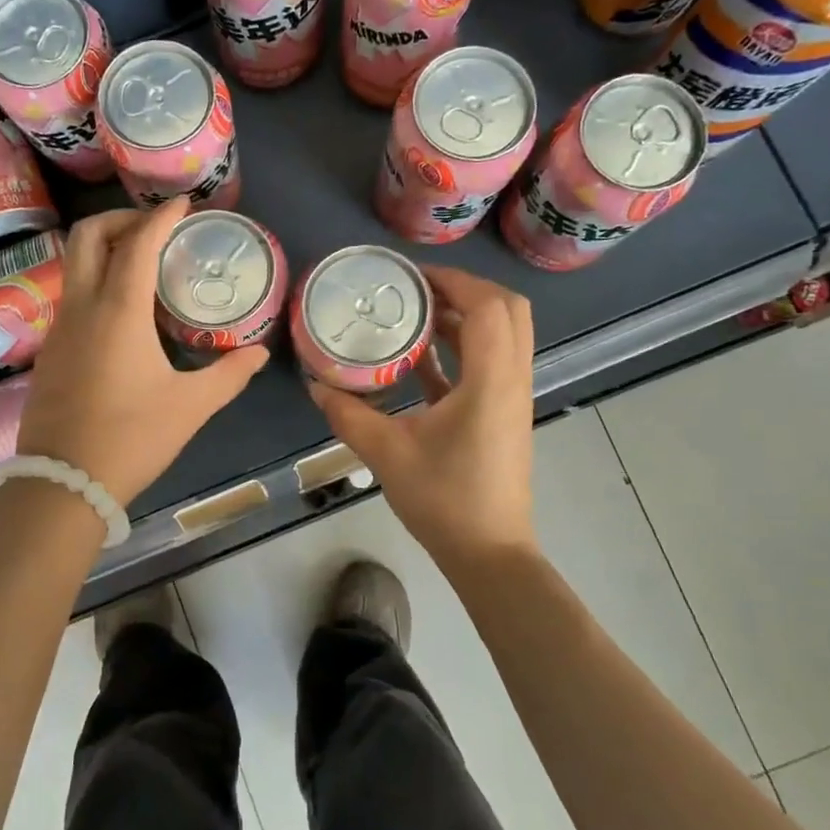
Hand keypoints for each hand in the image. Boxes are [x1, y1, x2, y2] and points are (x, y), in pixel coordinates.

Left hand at [17, 199, 268, 507]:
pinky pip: (71, 296)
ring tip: (143, 267)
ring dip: (105, 250)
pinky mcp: (50, 351)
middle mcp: (81, 307)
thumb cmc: (132, 438)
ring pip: (74, 265)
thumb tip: (257, 352)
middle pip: (88, 236)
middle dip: (120, 219)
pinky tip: (122, 313)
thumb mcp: (191, 406)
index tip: (184, 203)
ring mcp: (59, 328)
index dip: (162, 216)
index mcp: (118, 311)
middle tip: (155, 229)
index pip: (138, 243)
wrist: (62, 483)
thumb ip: (228, 374)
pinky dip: (96, 282)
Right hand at [308, 266, 536, 567]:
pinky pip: (492, 363)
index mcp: (491, 381)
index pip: (488, 307)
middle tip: (419, 290)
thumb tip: (316, 385)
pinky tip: (421, 358)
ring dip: (466, 318)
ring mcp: (513, 397)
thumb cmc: (444, 500)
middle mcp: (512, 380)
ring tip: (417, 314)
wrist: (489, 552)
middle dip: (466, 290)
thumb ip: (349, 414)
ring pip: (505, 336)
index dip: (454, 281)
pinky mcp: (505, 414)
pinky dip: (464, 349)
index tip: (412, 277)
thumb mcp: (387, 454)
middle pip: (509, 311)